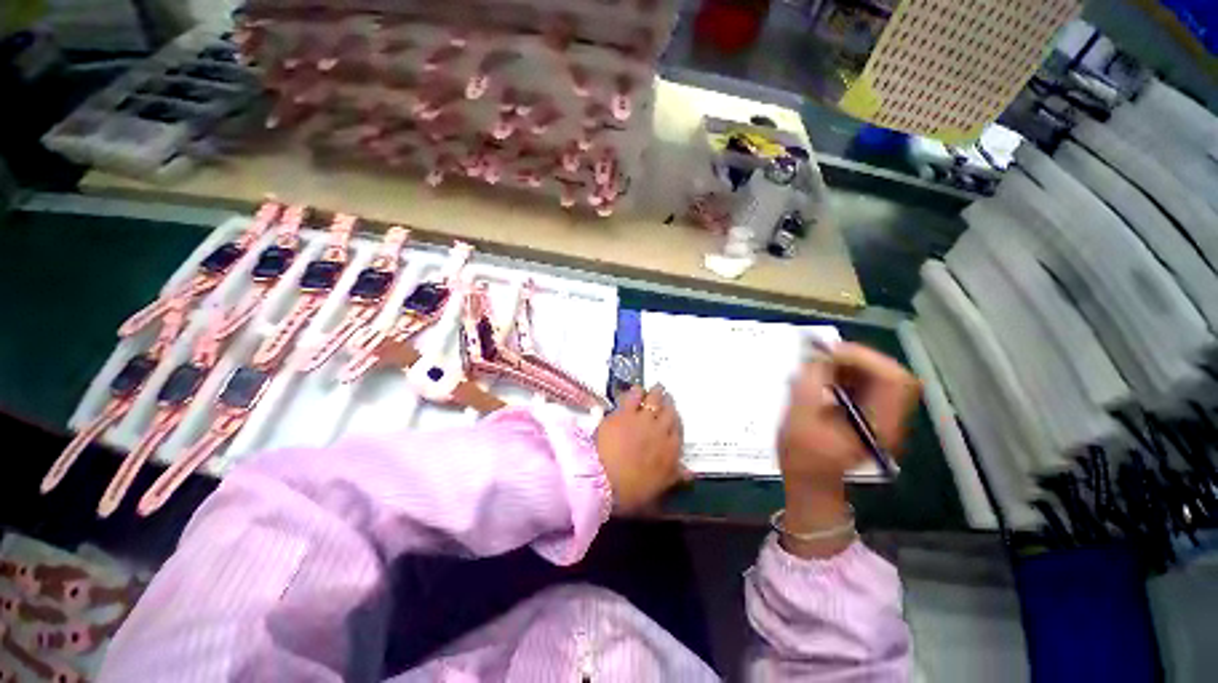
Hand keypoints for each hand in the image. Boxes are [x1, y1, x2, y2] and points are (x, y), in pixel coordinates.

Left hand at [595, 384, 690, 512]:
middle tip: (667, 398)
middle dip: (669, 404)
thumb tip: (690, 473)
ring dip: (656, 393)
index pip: (678, 431)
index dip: (676, 422)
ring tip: (656, 389)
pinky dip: (636, 392)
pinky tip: (636, 390)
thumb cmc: (631, 490)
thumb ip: (674, 477)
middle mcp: (661, 431)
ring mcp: (643, 419)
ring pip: (654, 399)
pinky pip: (634, 396)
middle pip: (669, 411)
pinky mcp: (625, 412)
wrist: (603, 479)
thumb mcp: (657, 489)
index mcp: (670, 451)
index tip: (673, 418)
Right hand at [776, 343, 919, 556]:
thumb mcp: (798, 419)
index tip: (829, 353)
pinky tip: (824, 375)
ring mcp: (882, 416)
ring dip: (850, 364)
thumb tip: (817, 354)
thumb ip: (808, 384)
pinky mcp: (869, 413)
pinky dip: (847, 373)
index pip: (892, 379)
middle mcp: (890, 419)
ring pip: (879, 376)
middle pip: (890, 374)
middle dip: (856, 358)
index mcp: (878, 425)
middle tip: (823, 354)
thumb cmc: (802, 456)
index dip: (864, 358)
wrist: (810, 482)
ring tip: (821, 364)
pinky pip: (867, 383)